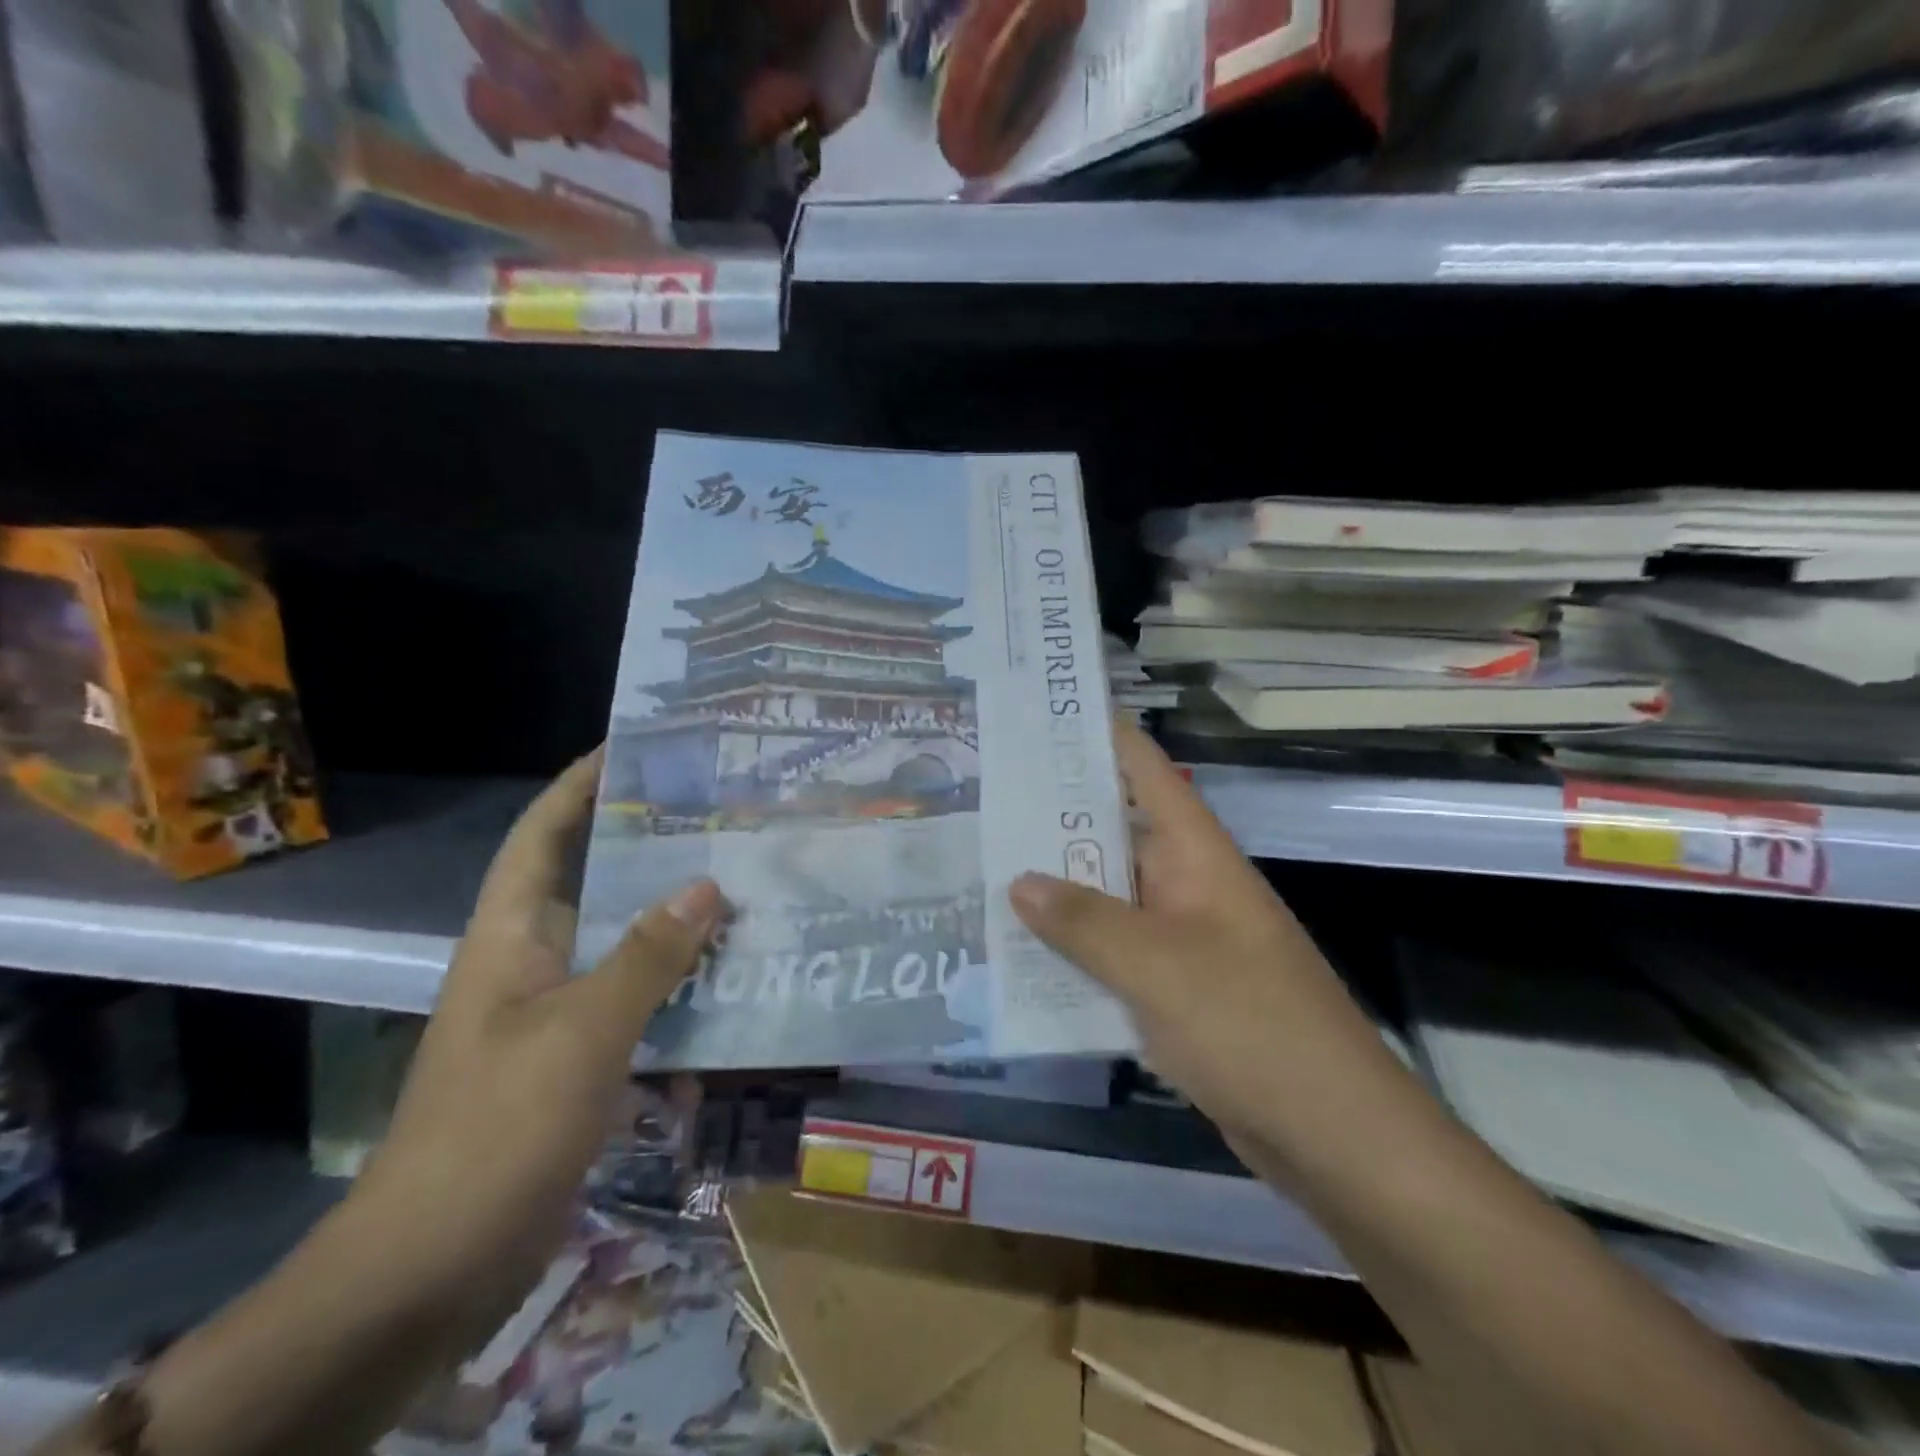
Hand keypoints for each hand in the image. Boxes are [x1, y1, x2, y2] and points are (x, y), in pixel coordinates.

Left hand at [343, 748, 723, 1346]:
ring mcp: (557, 1011)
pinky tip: (734, 986)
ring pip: (627, 944)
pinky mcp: (581, 1057)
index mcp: (513, 935)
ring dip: (678, 922)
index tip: (636, 748)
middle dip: (653, 849)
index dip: (581, 785)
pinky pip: (641, 1002)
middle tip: (722, 819)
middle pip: (597, 883)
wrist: (437, 1263)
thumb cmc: (500, 1125)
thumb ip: (649, 955)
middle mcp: (534, 959)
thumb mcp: (583, 1030)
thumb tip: (707, 885)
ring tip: (745, 889)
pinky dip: (681, 990)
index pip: (543, 835)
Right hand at [1008, 722, 1385, 1143]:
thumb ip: (1085, 922)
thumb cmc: (1251, 1026)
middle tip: (981, 802)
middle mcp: (1186, 885)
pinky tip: (1020, 954)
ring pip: (1107, 898)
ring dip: (1056, 892)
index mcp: (1195, 855)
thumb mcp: (1158, 966)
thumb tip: (1019, 881)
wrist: (1332, 1134)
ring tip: (982, 870)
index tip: (1040, 715)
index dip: (1099, 735)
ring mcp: (1180, 939)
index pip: (1145, 771)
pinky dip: (1073, 950)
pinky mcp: (1173, 989)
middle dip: (1053, 820)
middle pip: (1114, 834)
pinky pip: (1113, 954)